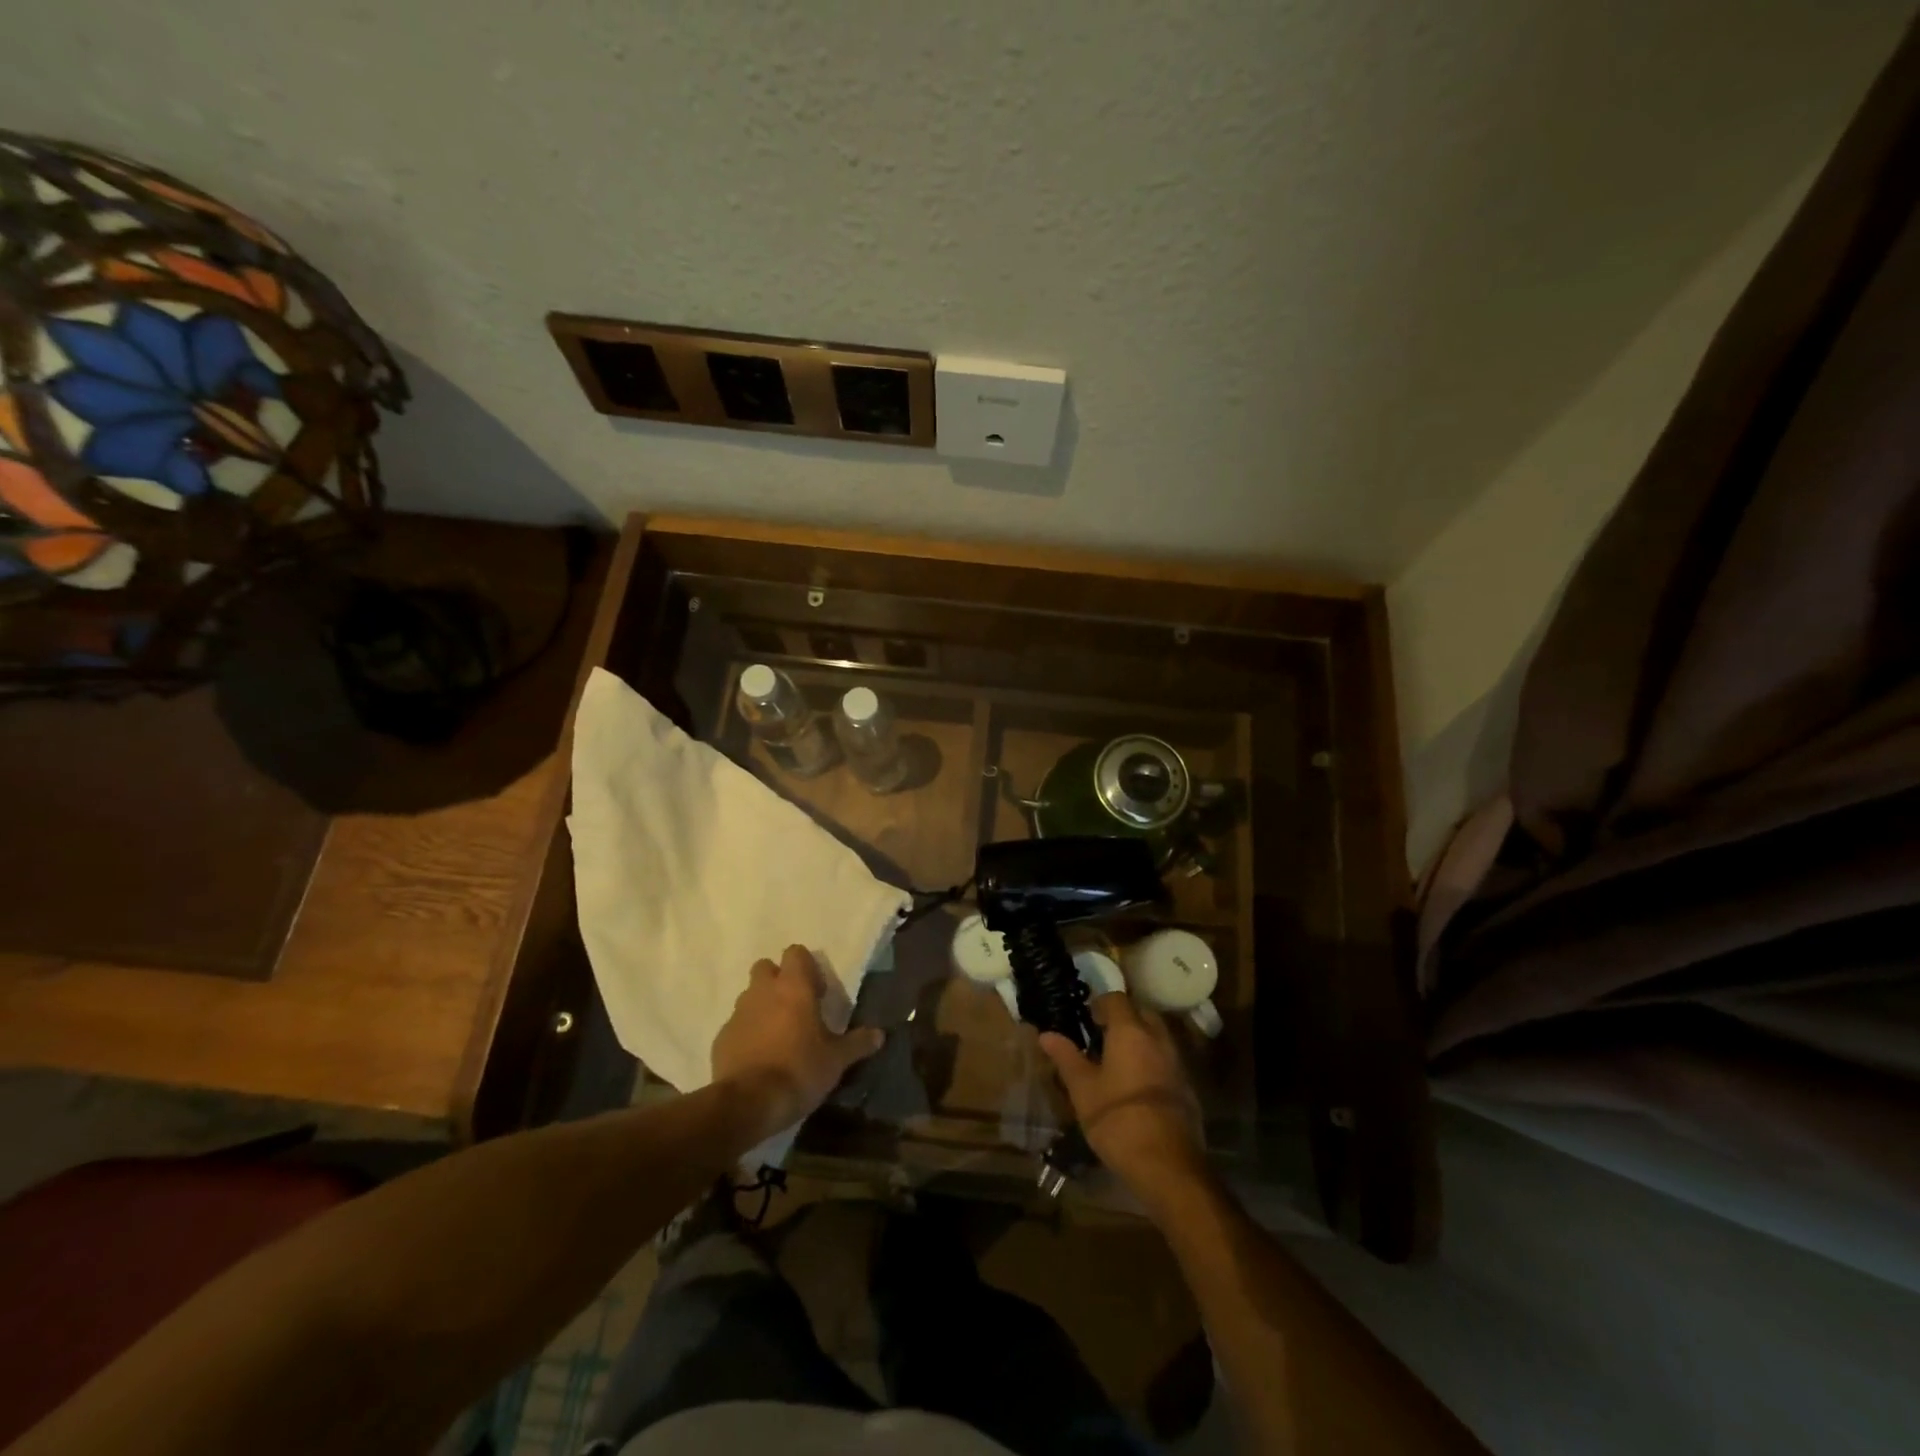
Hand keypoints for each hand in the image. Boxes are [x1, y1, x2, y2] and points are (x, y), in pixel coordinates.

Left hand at [710, 944, 884, 1143]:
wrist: (748, 1103)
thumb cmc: (799, 1070)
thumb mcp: (837, 1060)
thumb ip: (858, 1043)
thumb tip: (880, 1034)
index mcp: (794, 987)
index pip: (796, 953)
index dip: (807, 968)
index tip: (818, 993)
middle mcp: (763, 991)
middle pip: (766, 968)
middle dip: (778, 981)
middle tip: (795, 1008)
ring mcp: (738, 1013)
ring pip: (750, 996)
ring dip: (762, 1007)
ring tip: (778, 1035)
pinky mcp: (721, 1037)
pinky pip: (736, 1025)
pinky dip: (747, 1033)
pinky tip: (758, 1057)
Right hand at [1039, 993, 1207, 1212]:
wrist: (1167, 1164)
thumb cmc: (1117, 1119)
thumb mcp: (1083, 1089)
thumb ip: (1066, 1057)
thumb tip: (1046, 1034)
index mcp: (1130, 1031)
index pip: (1116, 999)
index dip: (1099, 1004)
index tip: (1085, 1019)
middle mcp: (1157, 1038)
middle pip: (1141, 1012)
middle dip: (1123, 1018)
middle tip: (1101, 1037)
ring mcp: (1176, 1062)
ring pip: (1157, 1036)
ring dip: (1139, 1039)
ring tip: (1116, 1061)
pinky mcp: (1187, 1086)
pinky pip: (1166, 1059)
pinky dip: (1152, 1060)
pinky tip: (1136, 1084)